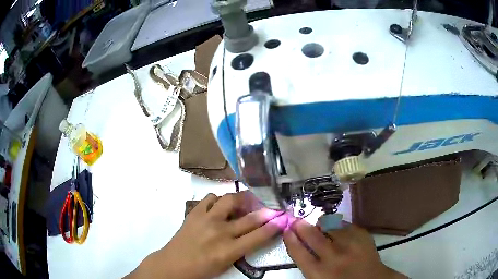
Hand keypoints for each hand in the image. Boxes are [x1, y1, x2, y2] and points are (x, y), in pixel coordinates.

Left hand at [127, 192, 287, 278]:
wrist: (173, 264)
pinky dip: (218, 200)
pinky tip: (219, 207)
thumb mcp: (226, 264)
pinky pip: (210, 198)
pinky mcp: (194, 213)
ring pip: (230, 200)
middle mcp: (220, 232)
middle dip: (265, 210)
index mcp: (229, 250)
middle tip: (271, 206)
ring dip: (240, 200)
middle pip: (250, 217)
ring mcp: (206, 220)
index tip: (283, 217)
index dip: (274, 225)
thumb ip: (241, 248)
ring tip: (243, 203)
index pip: (258, 235)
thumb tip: (254, 232)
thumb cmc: (202, 270)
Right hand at [284, 220, 406, 278]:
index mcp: (319, 273)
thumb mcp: (320, 278)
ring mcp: (349, 244)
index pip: (298, 252)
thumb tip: (300, 244)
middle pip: (312, 235)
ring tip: (319, 225)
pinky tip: (337, 229)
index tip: (287, 230)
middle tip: (297, 220)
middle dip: (301, 226)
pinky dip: (338, 225)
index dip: (290, 239)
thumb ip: (309, 264)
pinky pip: (344, 224)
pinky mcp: (362, 235)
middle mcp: (333, 257)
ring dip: (321, 224)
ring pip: (329, 225)